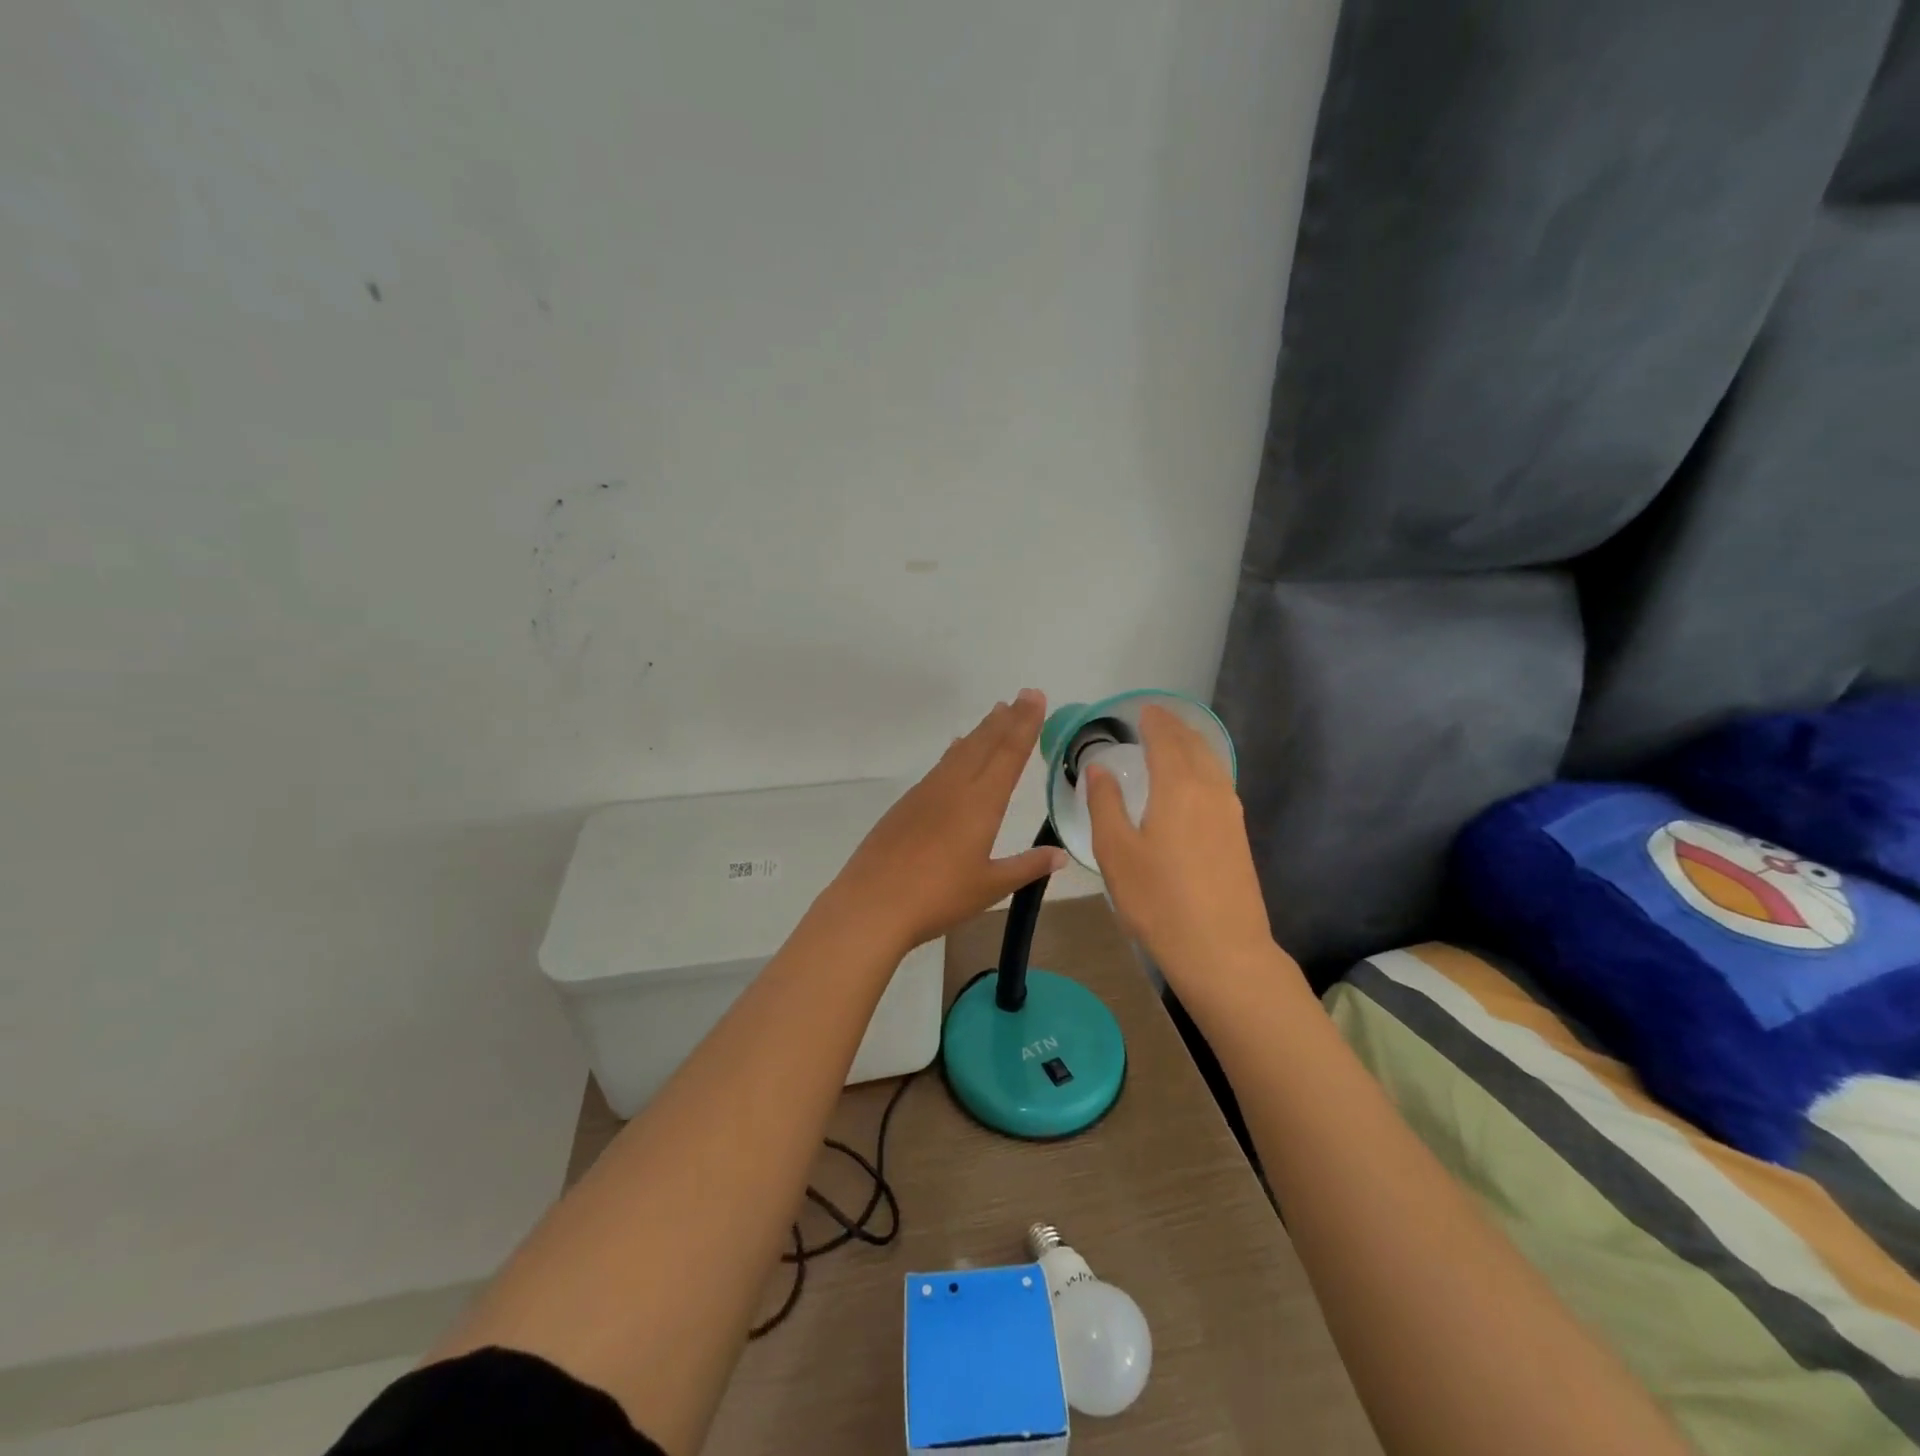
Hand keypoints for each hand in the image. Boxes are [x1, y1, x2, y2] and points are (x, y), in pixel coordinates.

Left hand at [830, 689, 1068, 953]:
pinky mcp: (906, 804)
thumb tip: (1061, 855)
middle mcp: (954, 788)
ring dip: (981, 731)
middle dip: (1006, 719)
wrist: (872, 903)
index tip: (1035, 698)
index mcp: (980, 803)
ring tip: (995, 714)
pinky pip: (940, 766)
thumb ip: (1026, 867)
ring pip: (960, 751)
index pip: (1009, 755)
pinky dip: (955, 751)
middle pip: (984, 744)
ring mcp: (926, 793)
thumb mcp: (989, 886)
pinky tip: (955, 750)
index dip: (1025, 725)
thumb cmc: (938, 897)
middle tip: (1022, 696)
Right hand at [1084, 704, 1288, 997]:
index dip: (1153, 720)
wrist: (1222, 950)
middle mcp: (1210, 789)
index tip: (1140, 710)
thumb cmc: (1158, 900)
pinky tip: (1192, 783)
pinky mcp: (1239, 835)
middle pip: (1194, 744)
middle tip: (1154, 719)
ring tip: (1172, 742)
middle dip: (1174, 727)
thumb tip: (1100, 768)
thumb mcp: (1116, 852)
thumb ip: (1105, 803)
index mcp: (1178, 786)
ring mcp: (1230, 813)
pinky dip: (1203, 767)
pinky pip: (1220, 782)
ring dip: (1192, 745)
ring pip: (1212, 763)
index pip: (1166, 738)